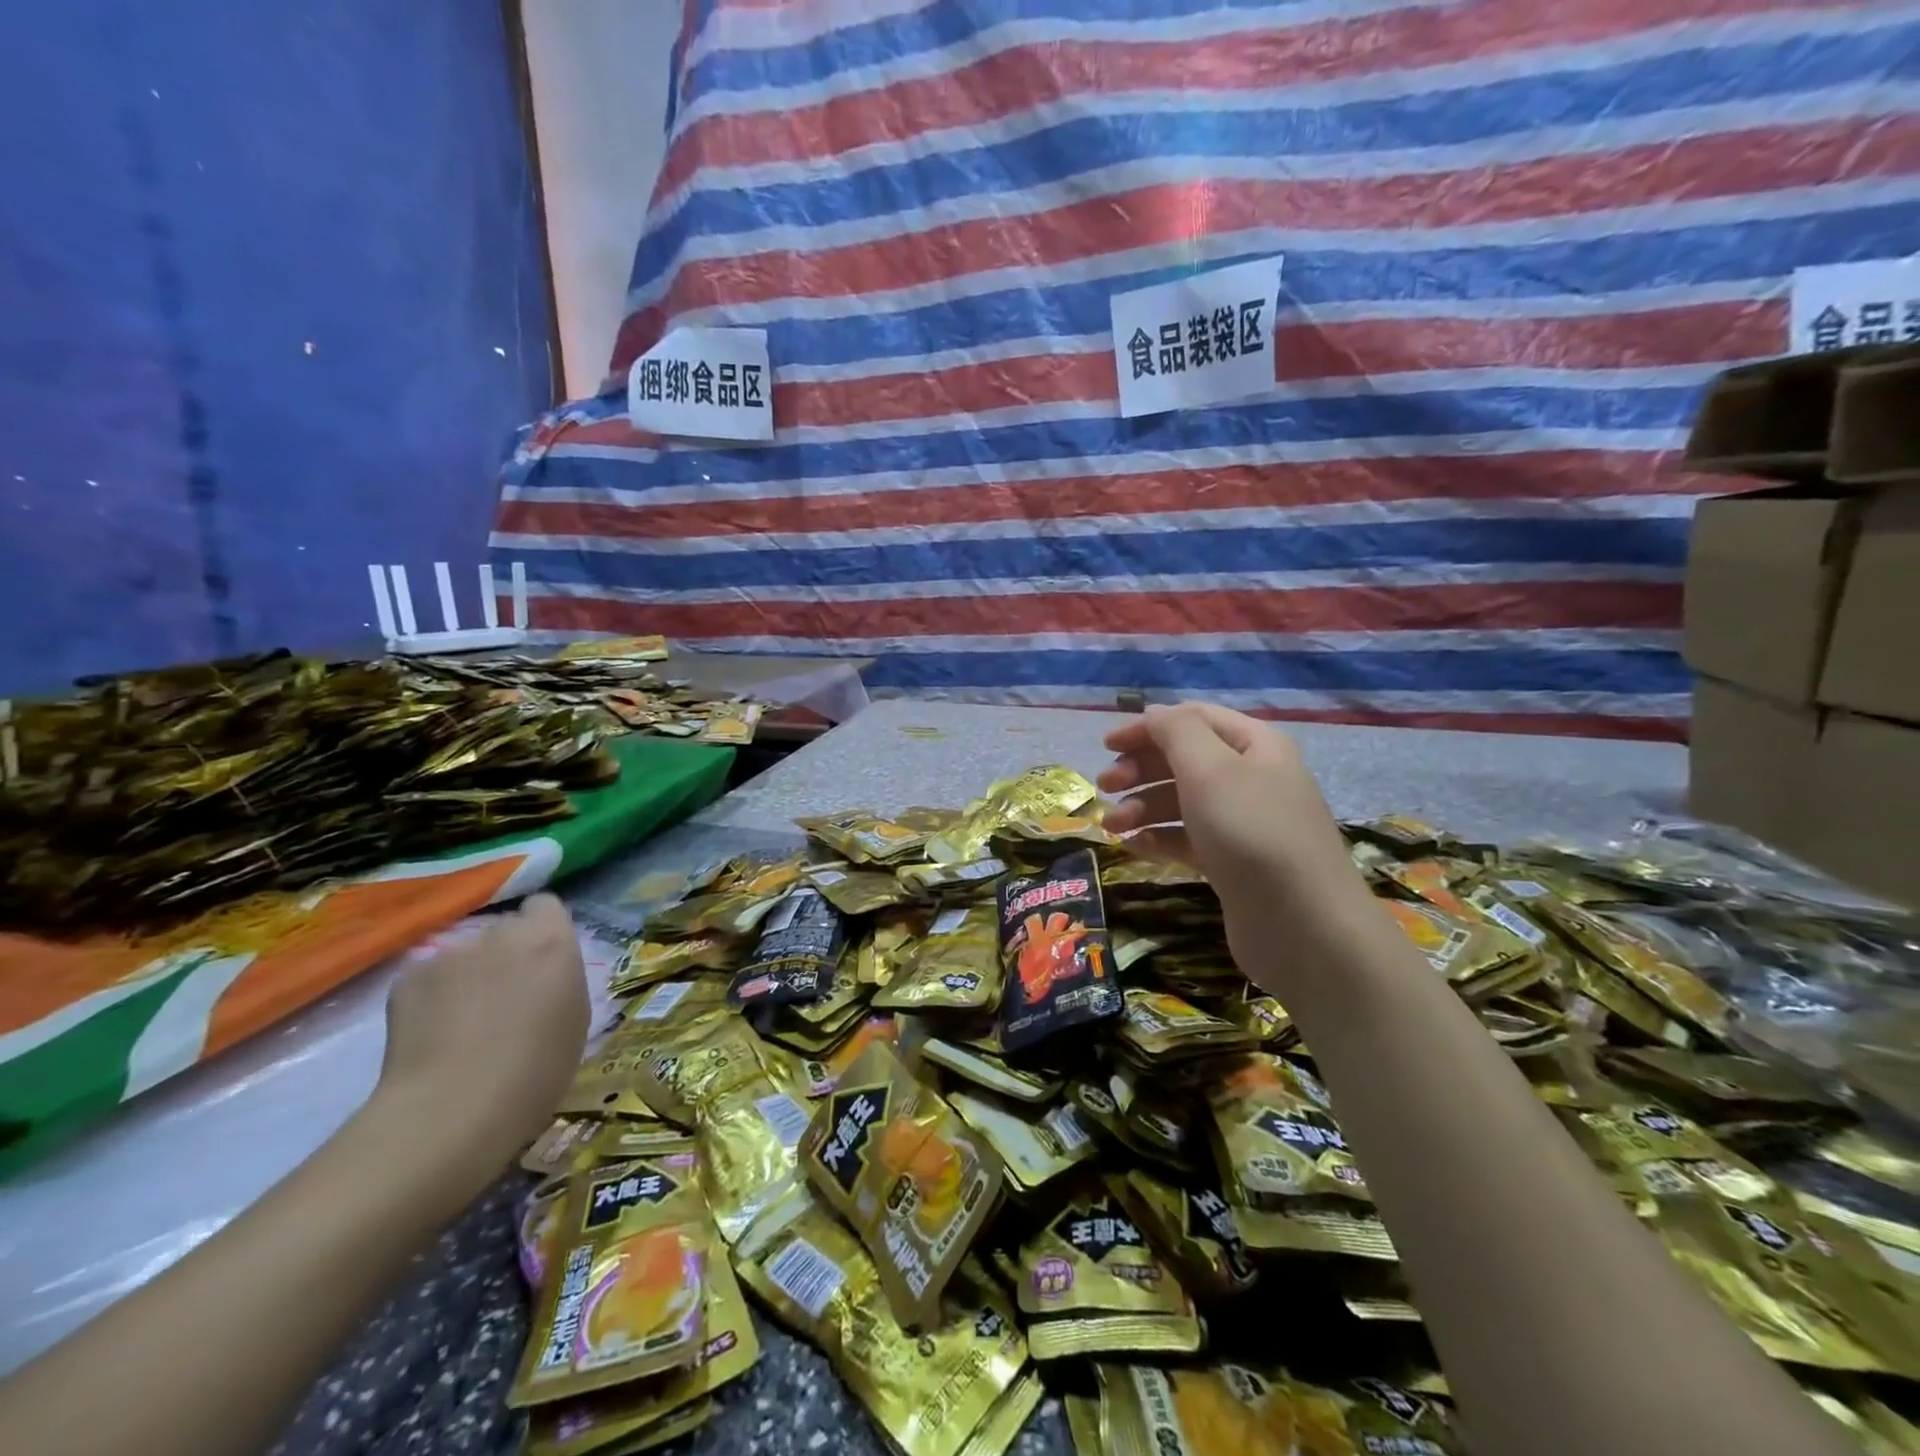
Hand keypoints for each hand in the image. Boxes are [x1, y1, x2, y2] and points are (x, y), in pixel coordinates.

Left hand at [373, 894, 589, 1182]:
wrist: (454, 1110)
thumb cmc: (537, 1068)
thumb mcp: (575, 1016)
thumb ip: (560, 977)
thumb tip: (542, 973)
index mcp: (550, 939)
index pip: (546, 906)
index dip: (544, 930)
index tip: (543, 963)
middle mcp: (501, 933)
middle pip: (504, 931)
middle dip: (506, 956)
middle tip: (504, 1000)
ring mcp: (449, 953)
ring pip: (465, 957)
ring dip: (468, 979)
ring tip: (463, 1027)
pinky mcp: (407, 979)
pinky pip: (429, 979)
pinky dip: (432, 1001)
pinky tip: (432, 1037)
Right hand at [1099, 703, 1365, 966]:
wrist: (1303, 925)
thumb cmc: (1251, 832)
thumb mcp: (1210, 768)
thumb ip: (1176, 731)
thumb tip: (1155, 714)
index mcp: (1254, 746)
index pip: (1193, 719)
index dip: (1148, 727)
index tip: (1106, 745)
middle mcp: (1252, 778)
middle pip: (1185, 760)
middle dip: (1141, 769)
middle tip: (1105, 787)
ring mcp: (1244, 824)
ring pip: (1182, 802)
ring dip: (1143, 807)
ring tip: (1112, 827)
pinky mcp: (1233, 863)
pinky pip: (1188, 839)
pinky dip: (1159, 838)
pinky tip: (1134, 847)